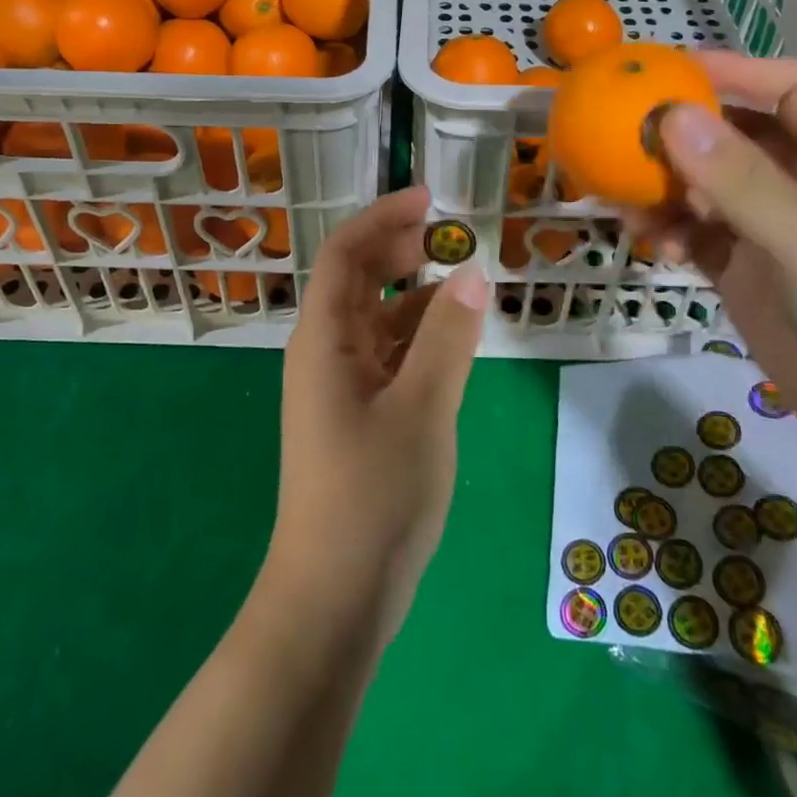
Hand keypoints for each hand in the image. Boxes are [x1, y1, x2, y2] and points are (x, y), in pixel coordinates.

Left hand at [259, 186, 488, 644]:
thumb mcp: (422, 409)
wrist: (334, 598)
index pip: (347, 253)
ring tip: (465, 283)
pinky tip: (456, 340)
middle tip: (451, 236)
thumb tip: (472, 271)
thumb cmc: (372, 495)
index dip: (383, 217)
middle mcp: (326, 351)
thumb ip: (448, 337)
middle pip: (359, 279)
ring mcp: (341, 385)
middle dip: (400, 249)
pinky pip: (390, 355)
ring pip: (378, 319)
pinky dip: (421, 337)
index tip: (429, 198)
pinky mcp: (359, 415)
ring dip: (416, 295)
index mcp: (324, 338)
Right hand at [637, 52, 796, 490]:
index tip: (667, 72)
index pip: (791, 89)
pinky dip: (668, 232)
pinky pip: (696, 238)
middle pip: (737, 136)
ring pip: (707, 189)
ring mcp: (773, 236)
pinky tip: (647, 243)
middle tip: (621, 131)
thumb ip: (742, 182)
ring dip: (665, 185)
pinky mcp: (748, 279)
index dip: (736, 72)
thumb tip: (671, 115)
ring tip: (621, 192)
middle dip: (683, 131)